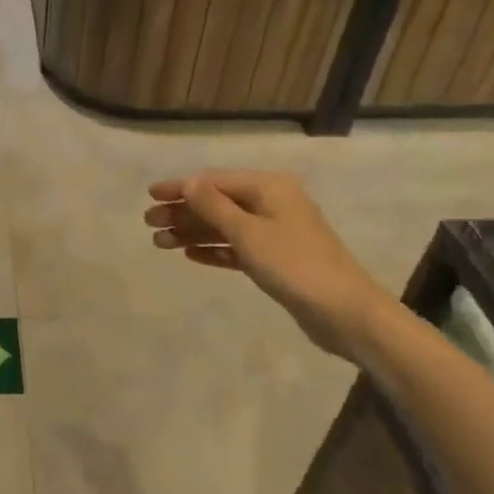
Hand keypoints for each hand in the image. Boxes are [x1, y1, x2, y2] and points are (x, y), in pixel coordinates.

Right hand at [144, 171, 394, 360]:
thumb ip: (214, 206)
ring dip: (193, 232)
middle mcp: (272, 203)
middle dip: (182, 212)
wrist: (345, 312)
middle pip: (218, 203)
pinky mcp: (277, 259)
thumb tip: (189, 181)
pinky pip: (237, 247)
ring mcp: (276, 232)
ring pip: (225, 226)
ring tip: (160, 243)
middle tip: (149, 224)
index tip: (149, 196)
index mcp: (269, 188)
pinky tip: (190, 255)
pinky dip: (214, 249)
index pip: (214, 181)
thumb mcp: (248, 233)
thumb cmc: (294, 265)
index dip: (180, 188)